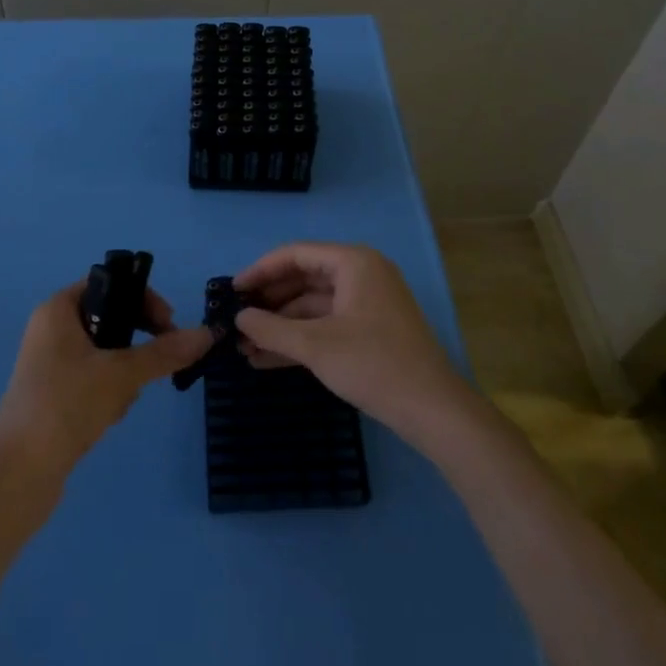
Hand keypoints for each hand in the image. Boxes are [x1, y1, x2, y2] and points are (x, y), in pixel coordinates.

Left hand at [0, 283, 214, 482]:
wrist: (16, 476)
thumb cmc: (65, 405)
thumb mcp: (121, 374)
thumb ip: (165, 352)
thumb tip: (207, 333)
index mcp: (58, 309)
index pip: (109, 283)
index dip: (142, 298)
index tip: (167, 325)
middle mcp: (51, 329)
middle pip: (110, 319)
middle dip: (136, 343)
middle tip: (156, 364)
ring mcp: (50, 364)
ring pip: (106, 354)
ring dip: (124, 374)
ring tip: (122, 401)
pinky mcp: (53, 396)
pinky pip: (93, 380)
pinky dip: (108, 394)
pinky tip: (107, 418)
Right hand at [233, 243, 475, 444]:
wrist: (433, 410)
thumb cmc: (373, 365)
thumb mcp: (316, 346)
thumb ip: (272, 329)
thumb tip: (238, 318)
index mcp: (353, 263)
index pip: (296, 254)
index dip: (261, 271)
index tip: (232, 291)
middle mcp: (361, 274)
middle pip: (304, 279)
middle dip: (269, 303)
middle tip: (236, 321)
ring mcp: (367, 304)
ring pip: (313, 307)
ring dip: (281, 326)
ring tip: (244, 348)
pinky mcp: (370, 331)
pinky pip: (326, 326)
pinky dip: (300, 339)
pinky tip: (267, 359)